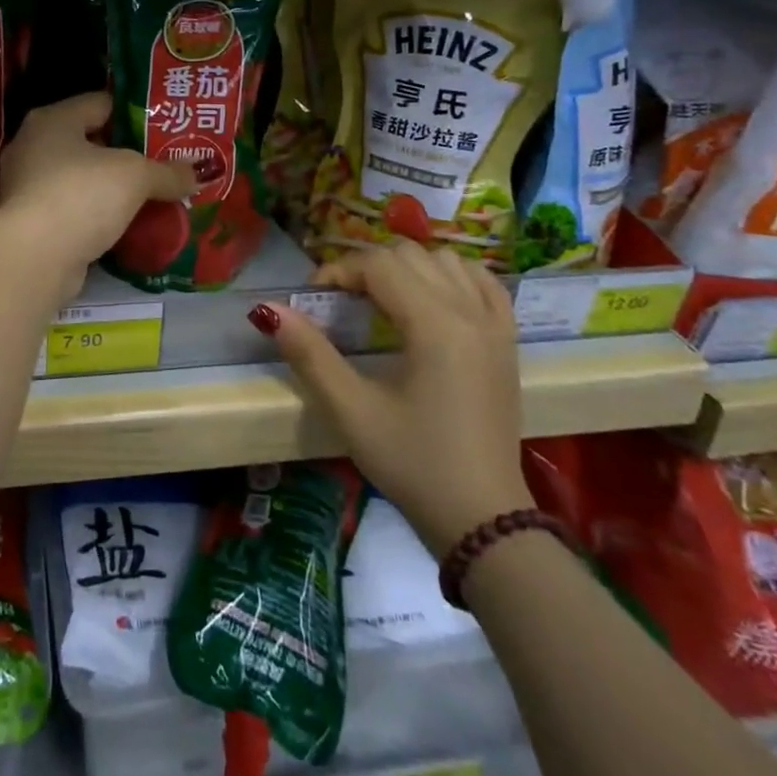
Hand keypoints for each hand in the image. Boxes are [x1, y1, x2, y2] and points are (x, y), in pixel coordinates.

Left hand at [0, 93, 196, 300]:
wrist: (35, 258)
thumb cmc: (82, 196)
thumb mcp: (135, 176)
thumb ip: (167, 172)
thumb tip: (198, 174)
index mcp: (52, 119)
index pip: (101, 103)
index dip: (136, 113)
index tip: (166, 128)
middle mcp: (33, 146)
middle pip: (91, 141)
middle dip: (127, 154)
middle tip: (165, 163)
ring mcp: (27, 185)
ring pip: (82, 178)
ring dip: (112, 187)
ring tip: (152, 195)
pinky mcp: (31, 222)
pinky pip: (74, 208)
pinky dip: (97, 214)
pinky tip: (126, 224)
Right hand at [255, 242, 533, 556]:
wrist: (483, 520)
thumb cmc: (413, 464)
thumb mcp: (351, 411)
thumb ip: (309, 354)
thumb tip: (268, 311)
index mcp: (435, 326)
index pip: (379, 265)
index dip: (338, 271)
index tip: (314, 297)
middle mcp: (471, 313)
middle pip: (410, 255)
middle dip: (368, 266)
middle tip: (342, 301)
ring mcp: (496, 326)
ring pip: (447, 261)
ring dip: (408, 267)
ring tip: (382, 299)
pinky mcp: (508, 343)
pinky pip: (484, 283)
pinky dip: (453, 276)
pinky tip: (432, 297)